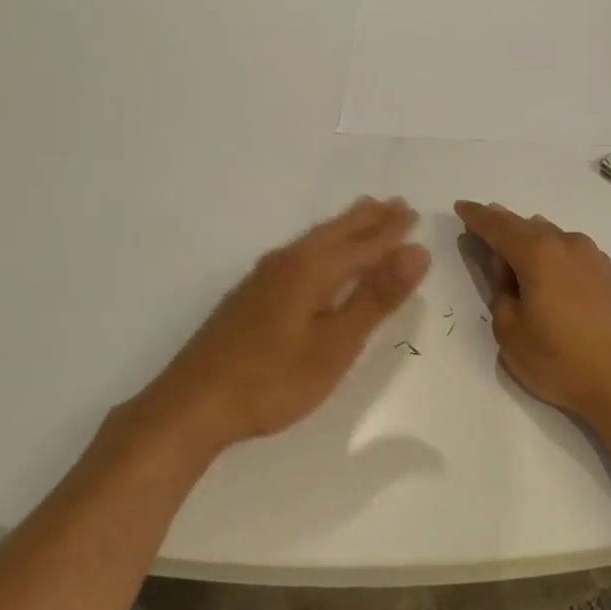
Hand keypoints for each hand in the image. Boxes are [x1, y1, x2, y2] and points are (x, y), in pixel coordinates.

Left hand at [125, 197, 429, 452]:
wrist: (194, 404)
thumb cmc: (273, 379)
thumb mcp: (336, 344)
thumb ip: (375, 297)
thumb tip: (416, 251)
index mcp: (312, 270)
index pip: (364, 244)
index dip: (391, 232)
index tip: (414, 213)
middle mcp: (287, 263)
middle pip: (336, 233)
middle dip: (368, 220)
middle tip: (395, 205)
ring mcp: (264, 278)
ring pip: (314, 240)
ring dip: (344, 227)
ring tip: (363, 215)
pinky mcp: (250, 295)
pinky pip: (298, 253)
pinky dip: (321, 244)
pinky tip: (316, 255)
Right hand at [455, 201, 610, 429]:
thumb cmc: (561, 361)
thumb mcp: (510, 333)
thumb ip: (500, 296)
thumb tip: (508, 278)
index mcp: (538, 254)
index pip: (498, 227)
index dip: (476, 217)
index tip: (462, 207)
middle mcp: (569, 246)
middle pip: (528, 227)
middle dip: (503, 226)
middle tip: (485, 226)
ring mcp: (598, 261)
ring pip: (556, 240)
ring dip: (534, 243)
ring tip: (520, 257)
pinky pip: (578, 258)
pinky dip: (560, 261)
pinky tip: (559, 281)